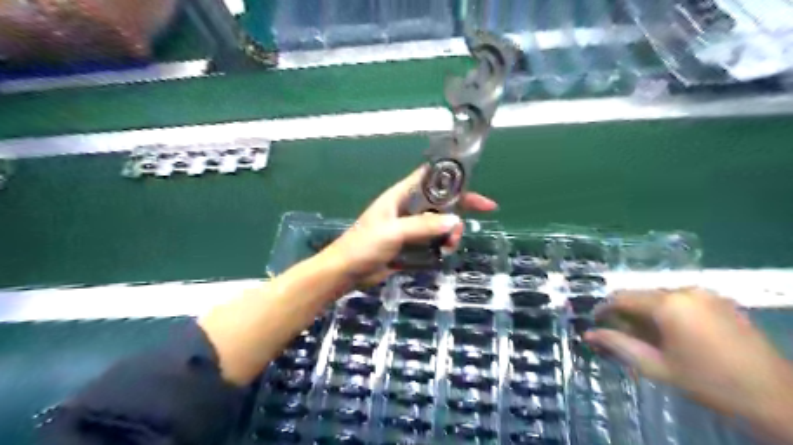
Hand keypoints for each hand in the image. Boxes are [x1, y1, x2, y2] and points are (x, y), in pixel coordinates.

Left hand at [320, 166, 493, 287]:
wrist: (347, 272)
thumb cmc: (364, 245)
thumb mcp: (394, 232)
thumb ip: (423, 226)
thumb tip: (455, 222)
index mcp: (401, 196)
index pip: (430, 178)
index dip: (452, 179)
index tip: (473, 187)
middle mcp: (408, 208)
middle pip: (440, 203)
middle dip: (456, 213)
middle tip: (464, 228)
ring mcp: (410, 227)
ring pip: (439, 224)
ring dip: (449, 233)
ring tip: (449, 247)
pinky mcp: (410, 245)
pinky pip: (432, 241)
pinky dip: (441, 246)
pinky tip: (442, 254)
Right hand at [584, 288, 791, 420]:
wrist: (776, 398)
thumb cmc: (709, 383)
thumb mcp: (656, 366)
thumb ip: (618, 345)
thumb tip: (588, 334)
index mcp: (668, 304)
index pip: (622, 298)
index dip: (603, 309)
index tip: (594, 321)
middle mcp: (685, 290)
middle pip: (641, 295)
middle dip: (626, 312)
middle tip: (620, 333)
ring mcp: (706, 293)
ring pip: (660, 297)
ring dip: (647, 312)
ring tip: (647, 336)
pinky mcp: (720, 300)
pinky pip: (681, 299)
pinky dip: (668, 312)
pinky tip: (671, 332)